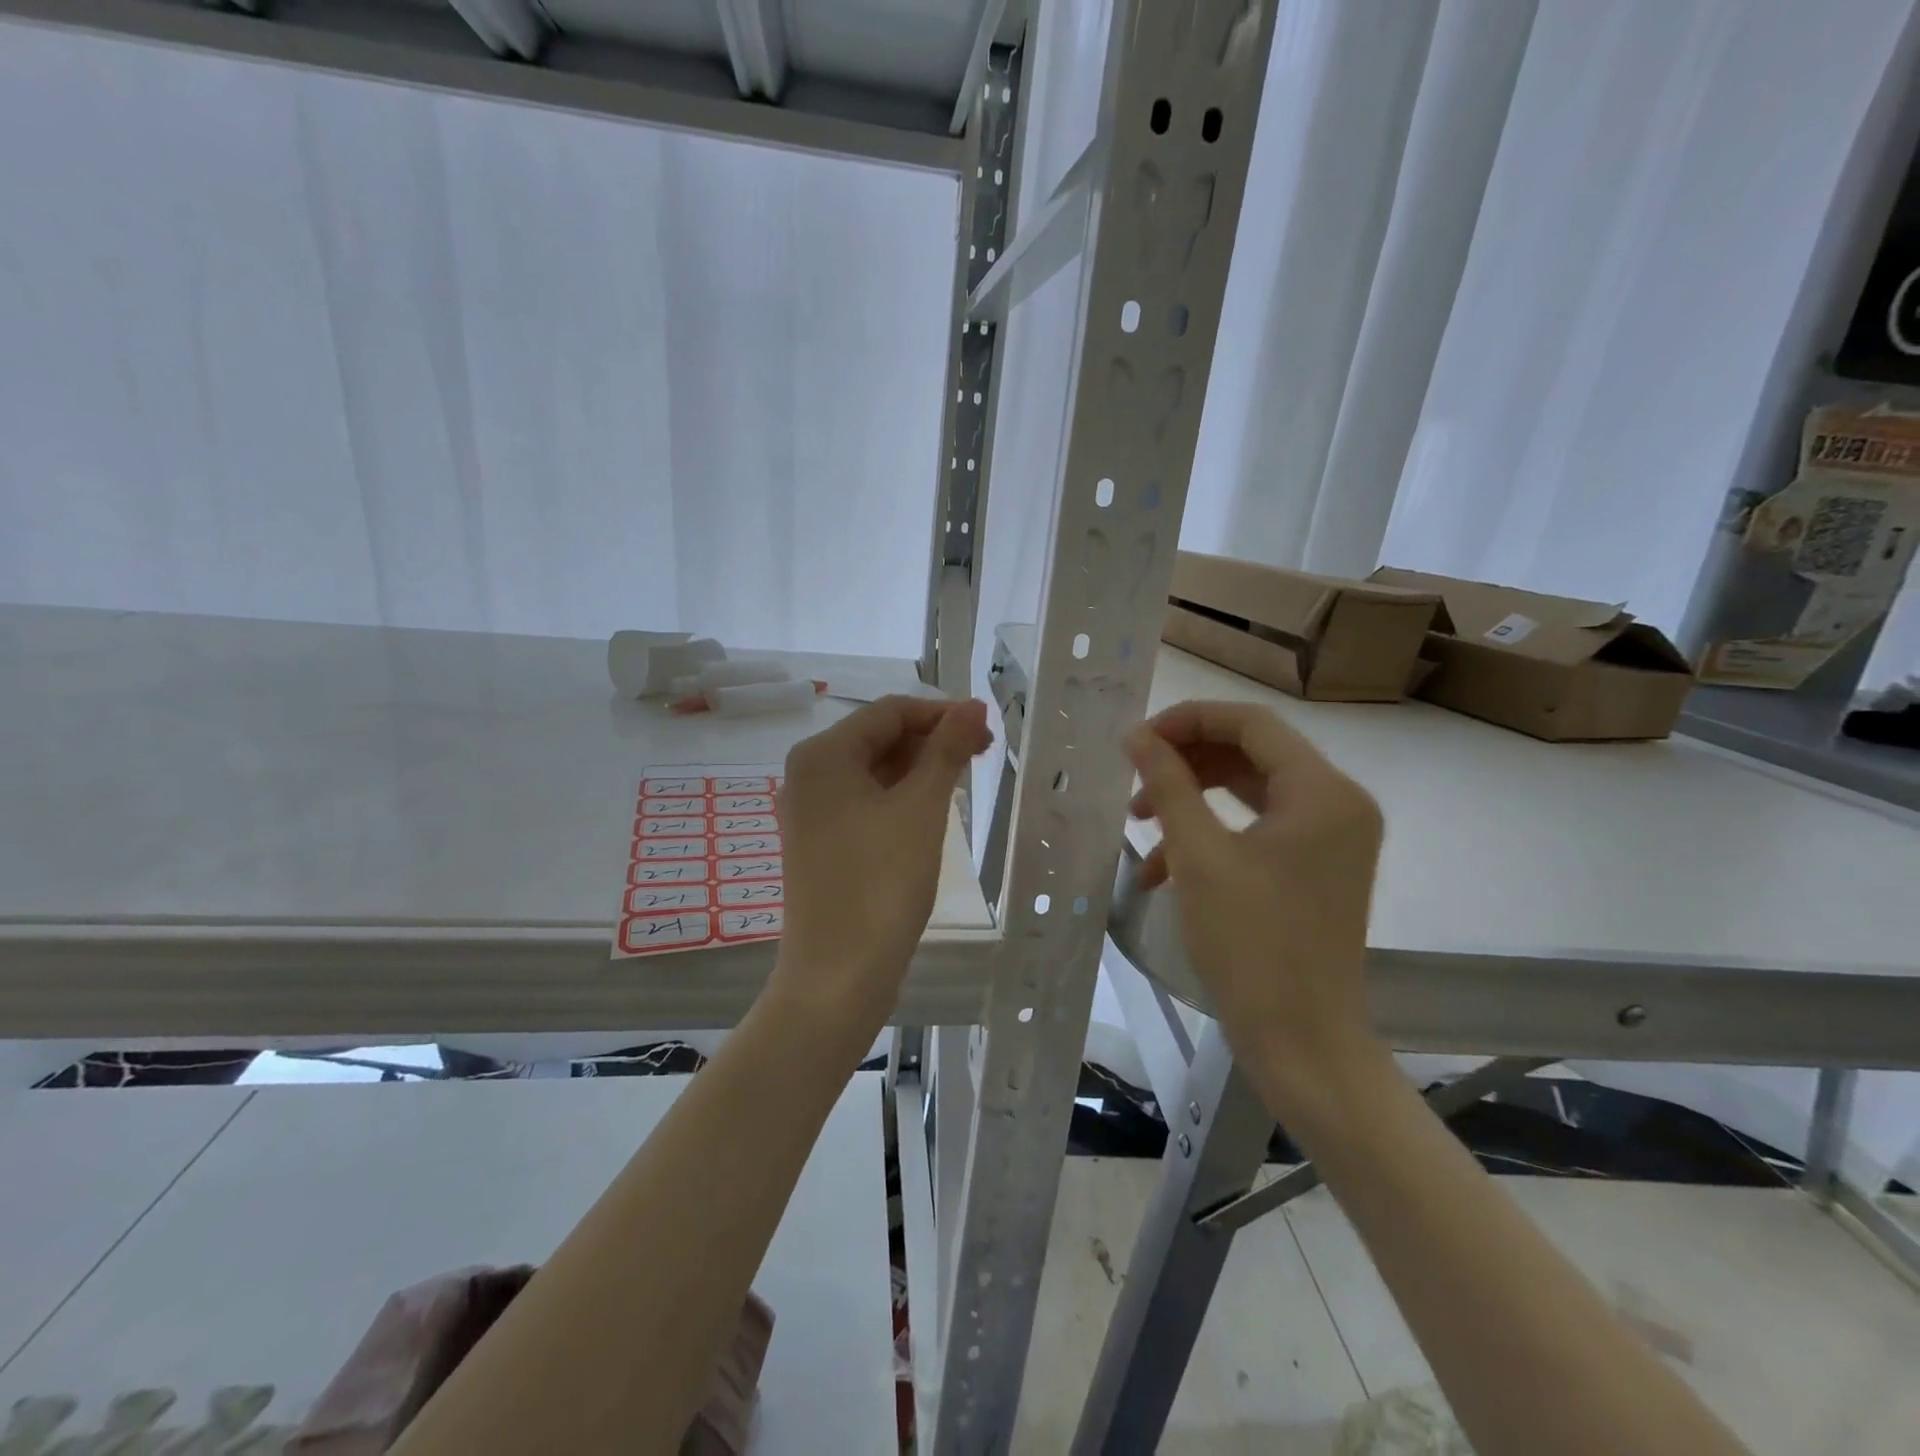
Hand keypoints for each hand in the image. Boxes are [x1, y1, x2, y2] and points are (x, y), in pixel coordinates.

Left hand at [774, 695, 992, 1022]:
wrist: (838, 974)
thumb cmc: (881, 881)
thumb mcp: (921, 808)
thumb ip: (946, 750)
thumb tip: (973, 706)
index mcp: (823, 755)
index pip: (889, 712)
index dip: (940, 713)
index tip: (985, 728)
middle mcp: (808, 774)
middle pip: (878, 738)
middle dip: (930, 740)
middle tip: (982, 754)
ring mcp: (810, 811)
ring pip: (872, 771)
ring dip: (918, 768)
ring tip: (963, 779)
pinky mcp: (820, 842)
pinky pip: (864, 801)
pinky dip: (899, 796)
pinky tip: (931, 807)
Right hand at [1125, 700, 1385, 1115]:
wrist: (1302, 1043)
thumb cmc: (1251, 944)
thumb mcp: (1199, 856)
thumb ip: (1168, 784)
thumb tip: (1138, 735)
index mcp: (1324, 791)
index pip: (1251, 723)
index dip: (1187, 721)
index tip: (1136, 740)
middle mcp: (1339, 804)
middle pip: (1251, 754)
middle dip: (1186, 763)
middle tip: (1134, 780)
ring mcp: (1331, 839)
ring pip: (1250, 792)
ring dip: (1191, 801)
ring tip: (1139, 824)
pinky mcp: (1317, 868)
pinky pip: (1258, 830)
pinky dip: (1211, 837)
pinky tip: (1163, 871)